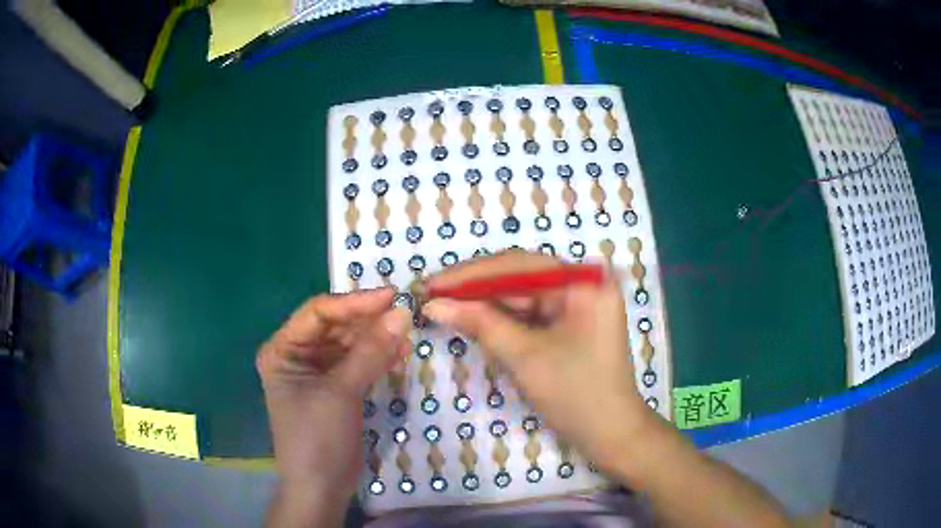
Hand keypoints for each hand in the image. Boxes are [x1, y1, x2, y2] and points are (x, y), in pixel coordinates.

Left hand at [256, 288, 410, 524]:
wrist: (321, 488)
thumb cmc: (318, 438)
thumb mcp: (341, 392)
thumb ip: (371, 352)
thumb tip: (402, 313)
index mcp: (283, 350)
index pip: (318, 313)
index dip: (354, 302)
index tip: (391, 296)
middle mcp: (297, 355)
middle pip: (335, 326)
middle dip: (368, 321)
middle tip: (404, 314)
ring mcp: (317, 372)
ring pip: (349, 344)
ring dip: (376, 338)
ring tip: (407, 334)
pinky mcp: (336, 388)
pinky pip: (357, 363)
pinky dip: (378, 357)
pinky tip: (400, 353)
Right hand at [422, 251, 653, 470]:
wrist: (610, 434)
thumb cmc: (576, 394)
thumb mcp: (525, 356)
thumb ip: (480, 323)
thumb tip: (434, 304)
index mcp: (584, 283)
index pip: (518, 266)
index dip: (470, 274)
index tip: (432, 283)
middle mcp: (582, 284)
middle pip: (519, 276)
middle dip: (474, 286)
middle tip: (430, 292)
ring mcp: (576, 303)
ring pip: (520, 295)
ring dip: (483, 301)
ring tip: (442, 304)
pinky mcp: (568, 323)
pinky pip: (529, 313)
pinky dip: (500, 318)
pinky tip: (470, 317)